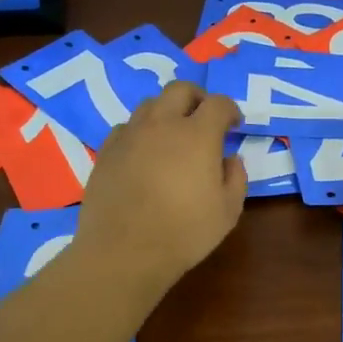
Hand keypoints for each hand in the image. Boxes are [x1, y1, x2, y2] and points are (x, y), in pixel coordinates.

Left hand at [75, 81, 245, 290]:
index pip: (218, 103)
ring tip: (172, 135)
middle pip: (180, 89)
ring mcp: (130, 135)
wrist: (123, 252)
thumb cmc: (184, 233)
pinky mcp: (107, 150)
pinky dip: (141, 132)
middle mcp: (162, 124)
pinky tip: (144, 154)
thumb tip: (230, 159)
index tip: (234, 125)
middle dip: (197, 98)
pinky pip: (127, 127)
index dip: (230, 110)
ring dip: (167, 112)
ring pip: (150, 104)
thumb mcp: (228, 211)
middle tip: (203, 119)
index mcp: (197, 135)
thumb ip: (236, 178)